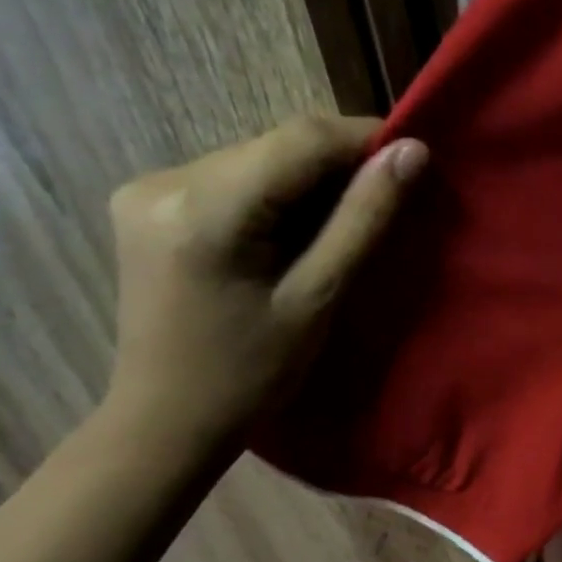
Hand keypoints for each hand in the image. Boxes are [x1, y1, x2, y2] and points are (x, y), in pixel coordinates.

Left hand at [104, 115, 426, 439]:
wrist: (164, 422)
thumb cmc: (249, 376)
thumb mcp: (317, 299)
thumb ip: (364, 219)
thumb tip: (412, 151)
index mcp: (204, 208)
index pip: (302, 138)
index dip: (365, 139)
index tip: (413, 161)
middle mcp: (166, 180)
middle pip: (278, 145)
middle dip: (339, 166)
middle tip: (384, 203)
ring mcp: (149, 188)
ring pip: (259, 158)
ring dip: (308, 181)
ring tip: (341, 225)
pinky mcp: (148, 202)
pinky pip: (234, 177)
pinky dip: (275, 194)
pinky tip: (291, 234)